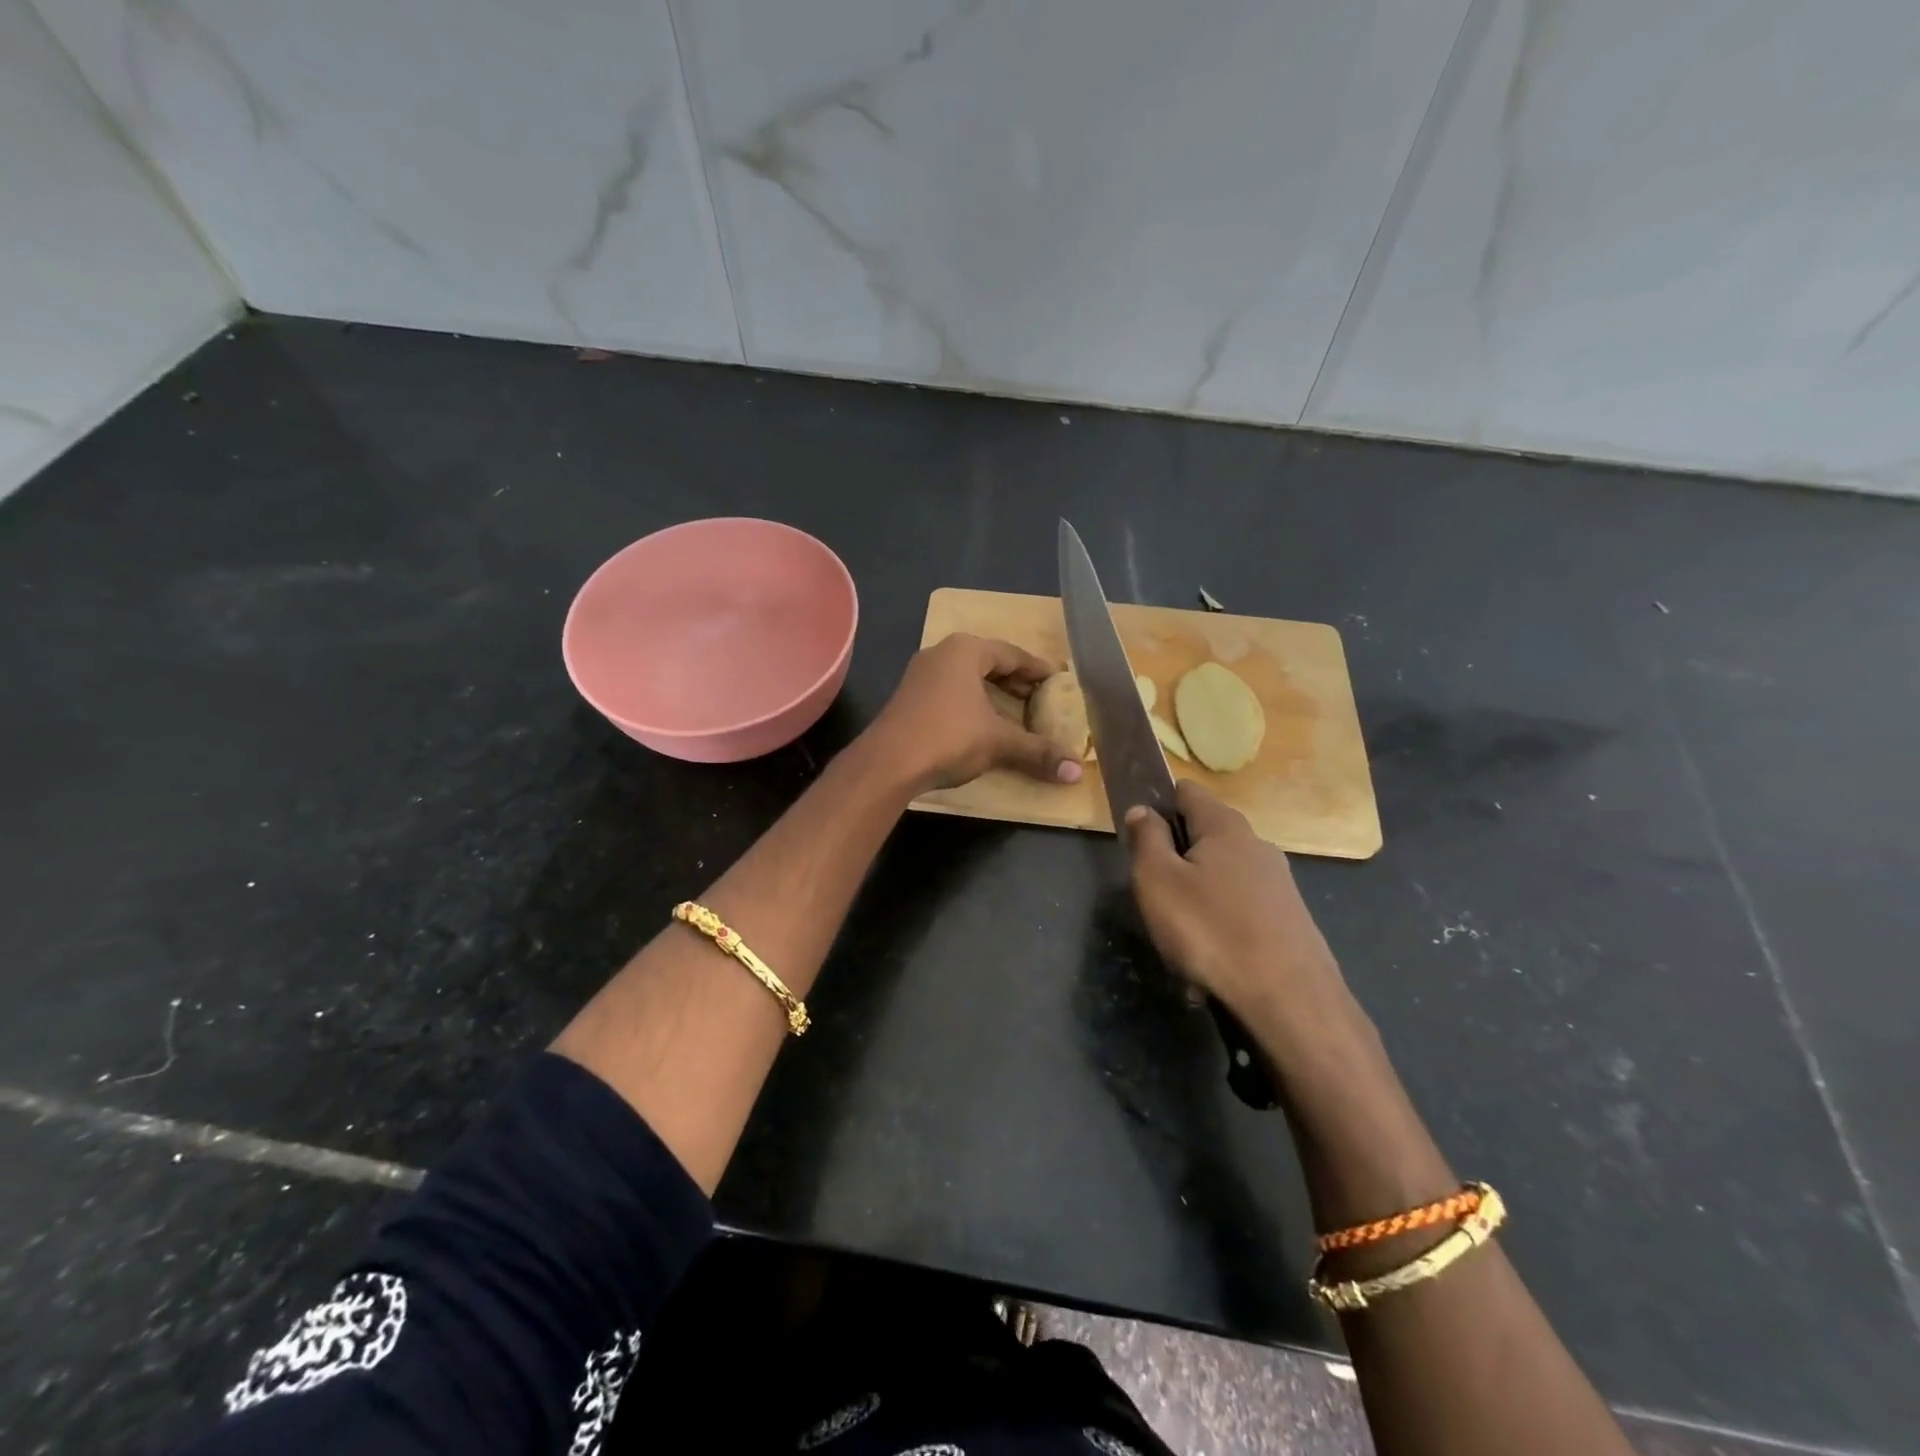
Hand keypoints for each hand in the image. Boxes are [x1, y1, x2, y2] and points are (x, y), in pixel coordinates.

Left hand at [865, 633, 1085, 792]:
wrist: (887, 763)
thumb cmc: (949, 737)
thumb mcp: (999, 742)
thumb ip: (1037, 751)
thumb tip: (1075, 772)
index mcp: (965, 650)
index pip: (1011, 654)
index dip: (1036, 669)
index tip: (1056, 681)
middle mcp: (941, 654)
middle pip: (987, 662)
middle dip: (1014, 680)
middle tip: (1038, 698)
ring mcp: (920, 675)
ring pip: (965, 678)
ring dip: (990, 693)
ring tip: (1013, 712)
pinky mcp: (908, 699)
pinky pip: (949, 692)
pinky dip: (970, 703)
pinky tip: (980, 724)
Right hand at [1125, 780, 1363, 1063]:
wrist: (1290, 1001)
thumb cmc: (1210, 931)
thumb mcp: (1158, 880)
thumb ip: (1146, 838)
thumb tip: (1142, 808)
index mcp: (1225, 825)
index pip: (1187, 790)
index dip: (1158, 803)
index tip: (1138, 834)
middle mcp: (1257, 844)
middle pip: (1206, 833)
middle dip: (1177, 855)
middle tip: (1154, 891)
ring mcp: (1279, 882)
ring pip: (1223, 874)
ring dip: (1197, 894)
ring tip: (1180, 935)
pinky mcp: (1290, 918)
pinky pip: (1242, 908)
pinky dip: (1221, 923)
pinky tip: (1212, 958)